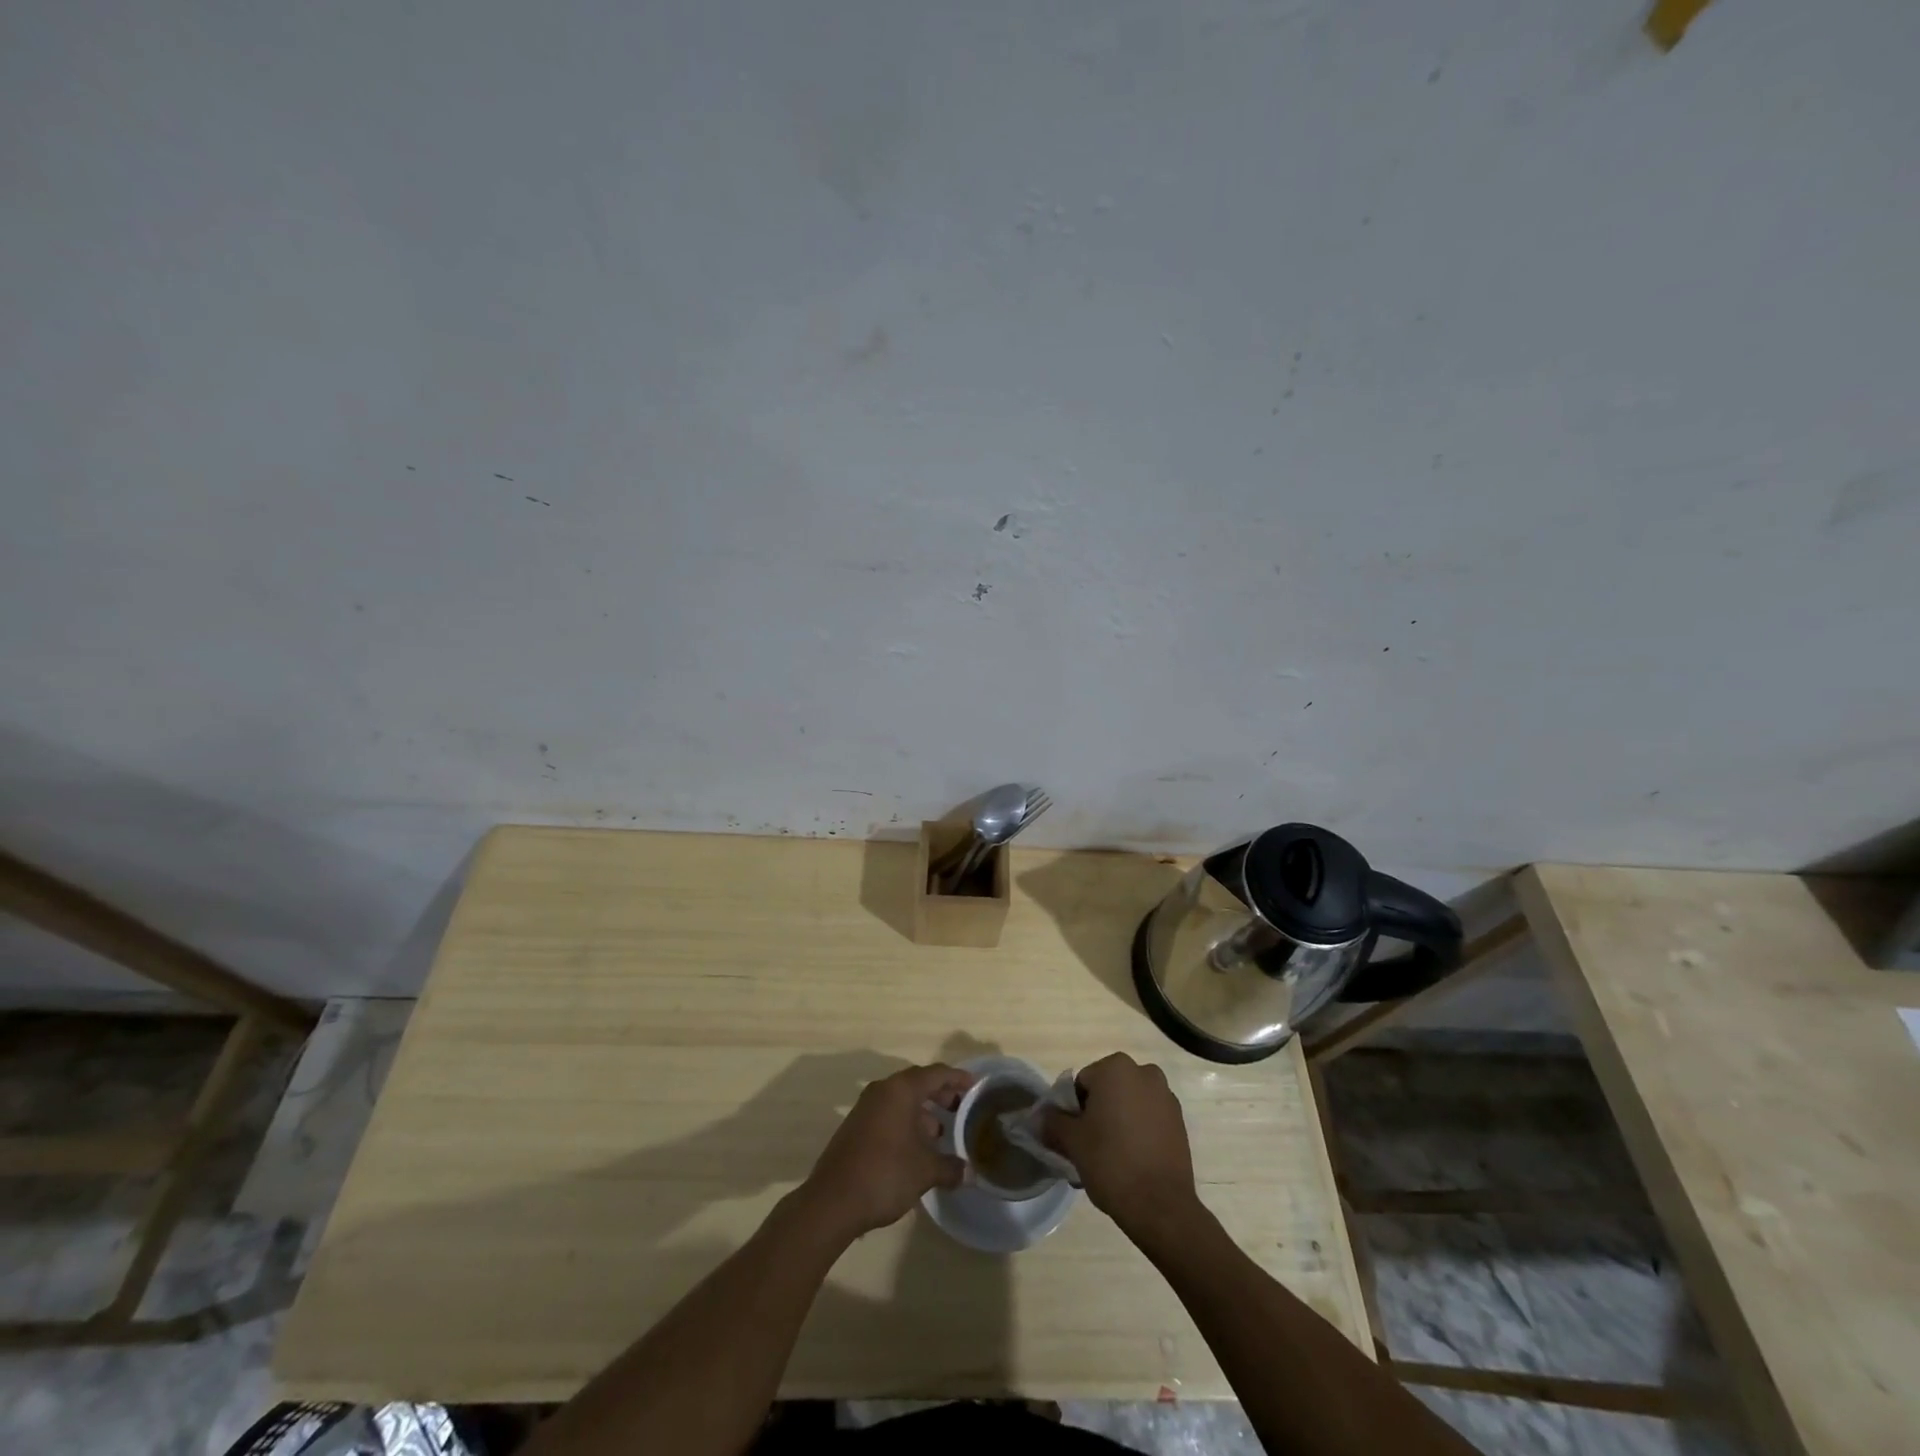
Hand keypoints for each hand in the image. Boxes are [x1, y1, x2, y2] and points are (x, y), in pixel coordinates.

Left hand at [800, 1063, 971, 1239]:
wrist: (833, 1201)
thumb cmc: (885, 1174)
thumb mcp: (925, 1171)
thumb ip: (950, 1167)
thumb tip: (970, 1172)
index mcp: (901, 1090)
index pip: (936, 1074)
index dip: (957, 1078)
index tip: (974, 1086)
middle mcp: (882, 1091)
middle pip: (917, 1083)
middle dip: (940, 1094)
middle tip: (960, 1108)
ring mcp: (865, 1108)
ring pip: (901, 1100)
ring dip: (922, 1112)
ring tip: (940, 1133)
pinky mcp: (856, 1126)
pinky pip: (888, 1114)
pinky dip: (906, 1122)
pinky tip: (916, 1147)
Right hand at [1043, 1053, 1198, 1240]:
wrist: (1161, 1206)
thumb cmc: (1111, 1163)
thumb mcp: (1072, 1142)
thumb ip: (1052, 1122)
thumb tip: (1036, 1117)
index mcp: (1116, 1068)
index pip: (1082, 1083)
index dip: (1073, 1110)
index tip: (1074, 1137)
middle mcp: (1144, 1073)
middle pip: (1107, 1091)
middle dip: (1096, 1114)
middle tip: (1089, 1148)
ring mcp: (1166, 1097)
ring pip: (1129, 1105)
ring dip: (1117, 1122)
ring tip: (1111, 1159)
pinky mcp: (1180, 1122)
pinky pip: (1148, 1119)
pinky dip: (1138, 1132)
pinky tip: (1132, 1161)